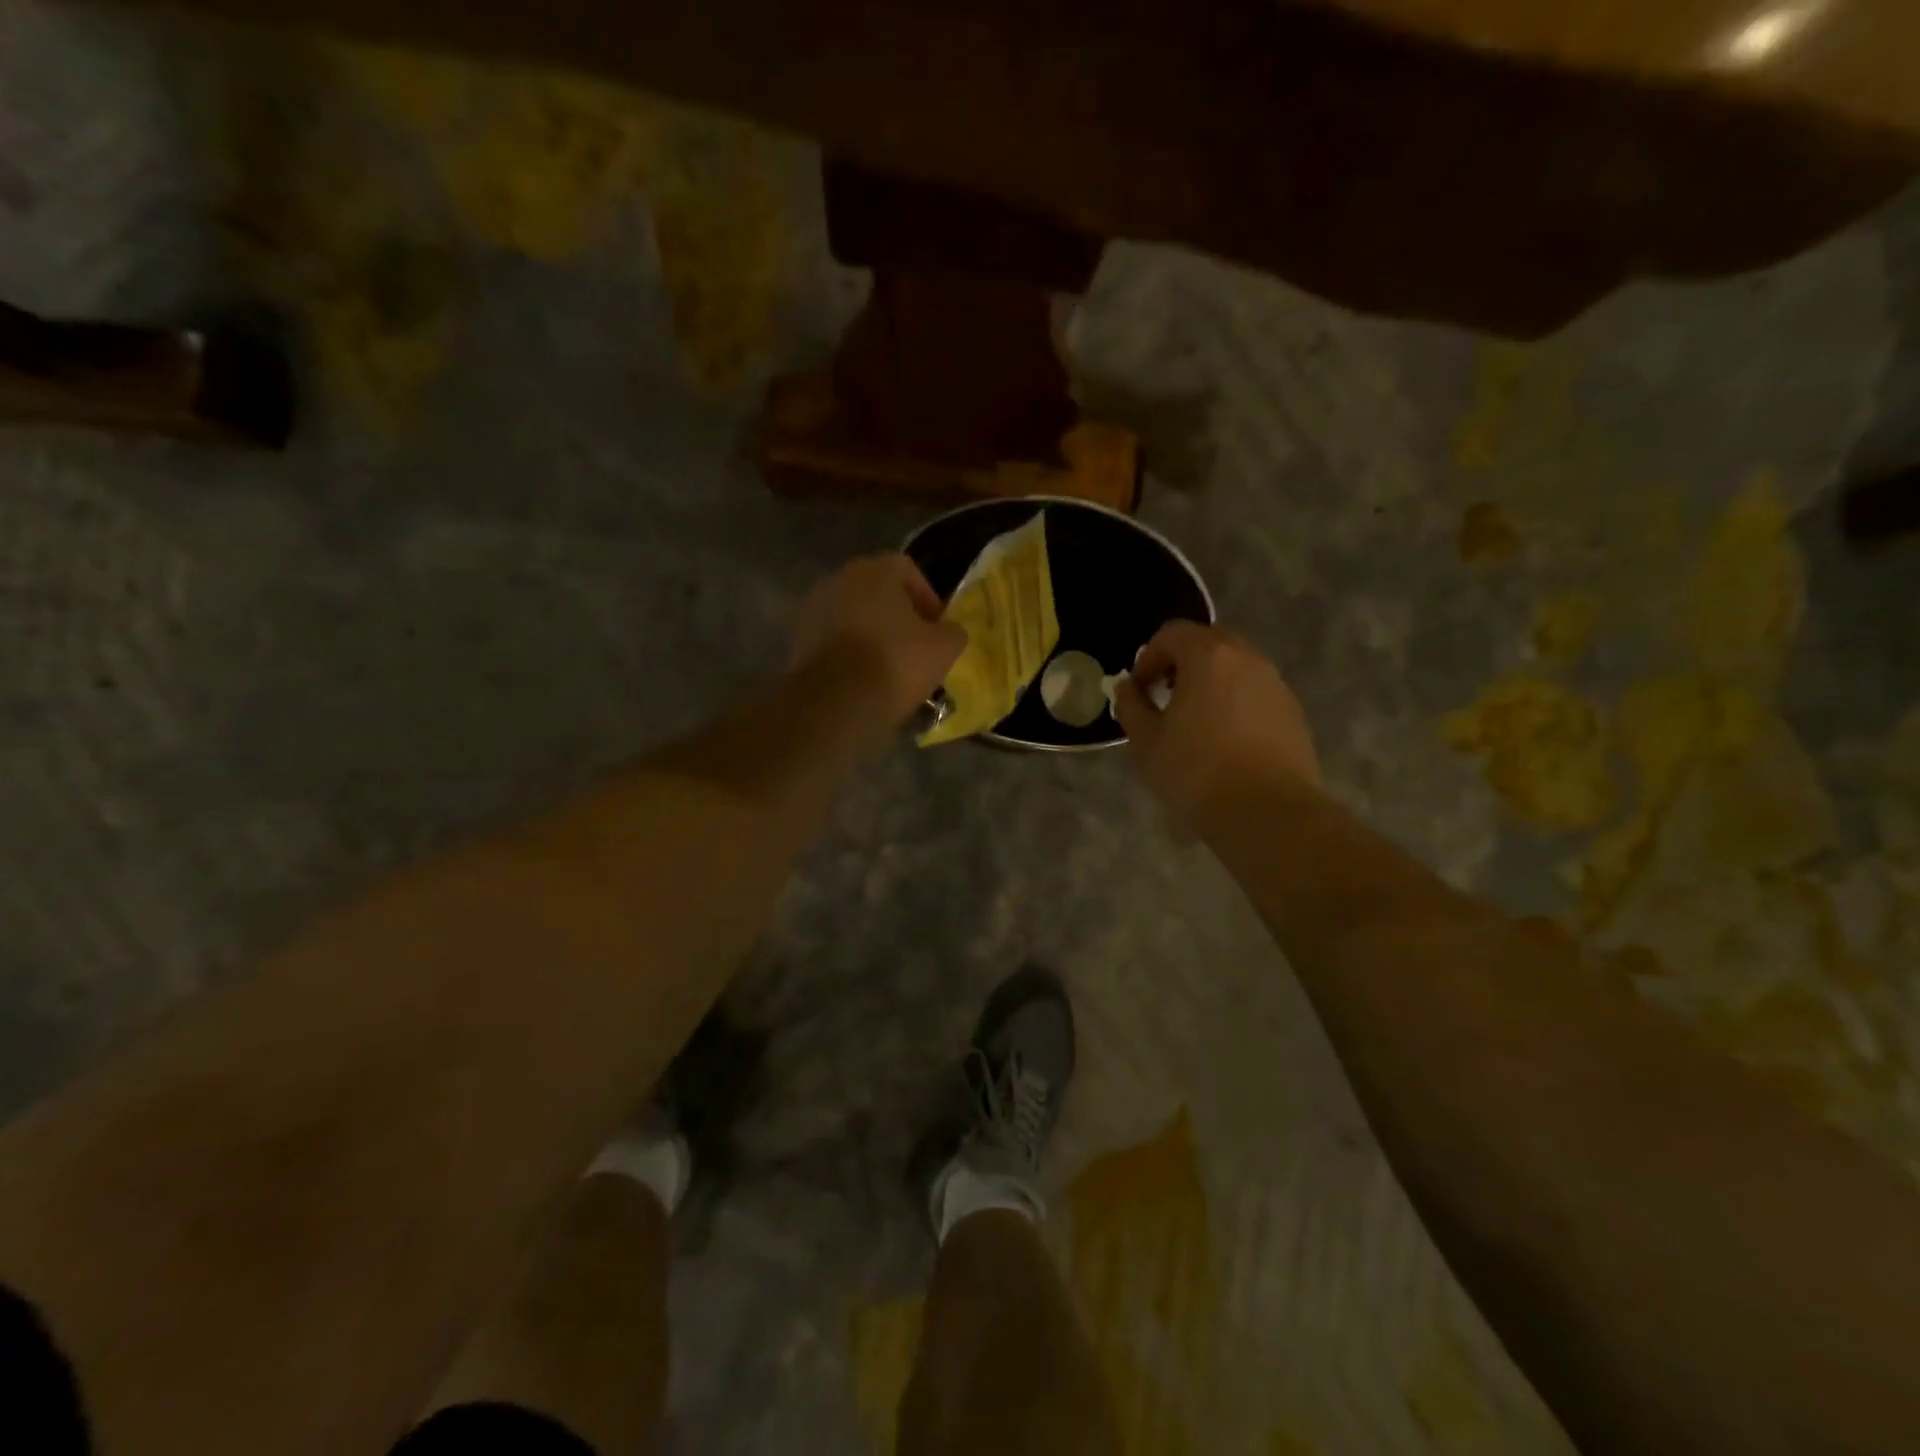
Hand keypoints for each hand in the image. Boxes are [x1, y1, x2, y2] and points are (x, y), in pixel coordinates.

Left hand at [791, 554, 967, 723]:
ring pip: (853, 615)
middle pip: (876, 590)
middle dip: (897, 614)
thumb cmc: (896, 662)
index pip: (907, 570)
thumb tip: (949, 631)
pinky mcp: (798, 639)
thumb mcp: (944, 648)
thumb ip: (953, 630)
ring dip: (871, 632)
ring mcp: (814, 608)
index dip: (926, 597)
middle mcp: (840, 578)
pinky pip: (834, 638)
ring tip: (889, 664)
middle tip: (915, 644)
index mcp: (876, 570)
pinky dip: (849, 651)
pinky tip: (863, 677)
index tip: (937, 626)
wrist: (836, 701)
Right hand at [1113, 621, 1320, 829]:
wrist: (1267, 812)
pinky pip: (1255, 692)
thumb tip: (1127, 688)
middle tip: (1165, 698)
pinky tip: (1225, 741)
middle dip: (1181, 664)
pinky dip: (1234, 702)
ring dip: (1210, 683)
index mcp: (1208, 656)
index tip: (1140, 690)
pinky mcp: (1292, 711)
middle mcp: (1247, 658)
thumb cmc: (1196, 772)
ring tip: (1195, 722)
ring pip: (1235, 668)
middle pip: (1208, 643)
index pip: (1172, 634)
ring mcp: (1275, 684)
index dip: (1148, 657)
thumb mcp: (1146, 742)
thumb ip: (1131, 706)